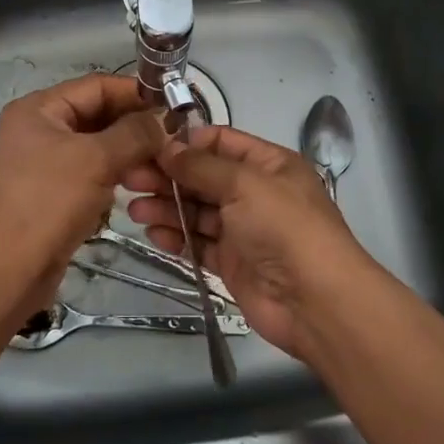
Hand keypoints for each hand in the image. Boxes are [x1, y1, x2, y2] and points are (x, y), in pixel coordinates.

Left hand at [0, 74, 164, 301]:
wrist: (6, 272)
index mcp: (39, 109)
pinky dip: (113, 175)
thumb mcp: (96, 160)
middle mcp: (38, 129)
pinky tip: (137, 185)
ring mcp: (43, 163)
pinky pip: (90, 173)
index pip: (96, 86)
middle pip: (96, 114)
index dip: (135, 93)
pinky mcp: (51, 194)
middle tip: (173, 138)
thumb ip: (134, 134)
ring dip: (128, 152)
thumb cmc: (48, 203)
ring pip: (96, 146)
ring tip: (161, 164)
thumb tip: (162, 122)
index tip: (173, 105)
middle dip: (134, 125)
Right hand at [126, 124, 379, 358]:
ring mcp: (244, 229)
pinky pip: (199, 243)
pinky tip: (153, 233)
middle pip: (204, 177)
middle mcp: (255, 192)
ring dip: (167, 207)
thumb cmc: (285, 228)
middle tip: (128, 178)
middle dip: (168, 176)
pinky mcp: (232, 262)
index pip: (221, 142)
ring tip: (134, 208)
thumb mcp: (245, 184)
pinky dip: (176, 236)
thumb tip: (167, 147)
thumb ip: (202, 166)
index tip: (148, 146)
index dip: (186, 143)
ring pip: (197, 211)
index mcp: (268, 164)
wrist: (315, 301)